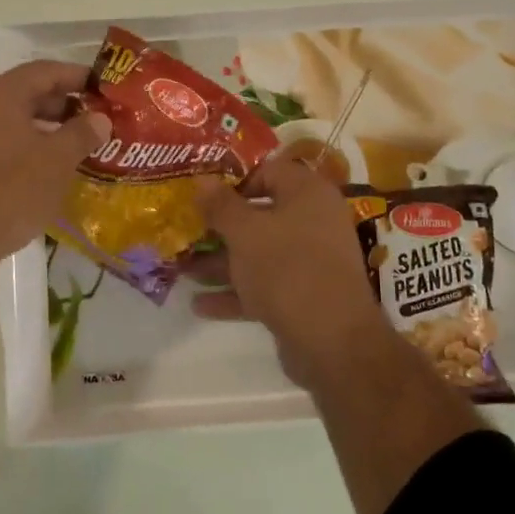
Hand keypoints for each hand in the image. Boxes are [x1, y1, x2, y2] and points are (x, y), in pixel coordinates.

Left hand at [0, 61, 111, 275]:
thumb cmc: (10, 192)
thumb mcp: (57, 161)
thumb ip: (82, 133)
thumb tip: (100, 118)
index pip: (44, 71)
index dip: (77, 77)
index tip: (103, 89)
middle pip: (25, 93)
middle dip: (62, 105)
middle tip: (93, 121)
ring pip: (10, 120)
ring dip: (42, 129)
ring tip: (72, 147)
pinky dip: (21, 146)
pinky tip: (40, 170)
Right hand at [195, 158, 386, 384]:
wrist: (333, 342)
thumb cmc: (287, 269)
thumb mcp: (245, 232)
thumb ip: (220, 205)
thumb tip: (201, 180)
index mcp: (307, 194)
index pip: (268, 171)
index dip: (233, 180)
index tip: (202, 194)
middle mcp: (313, 222)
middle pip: (260, 215)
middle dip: (220, 227)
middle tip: (186, 229)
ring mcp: (310, 261)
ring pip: (258, 253)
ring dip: (221, 262)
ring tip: (181, 269)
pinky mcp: (303, 296)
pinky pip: (264, 285)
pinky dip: (235, 292)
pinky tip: (199, 303)